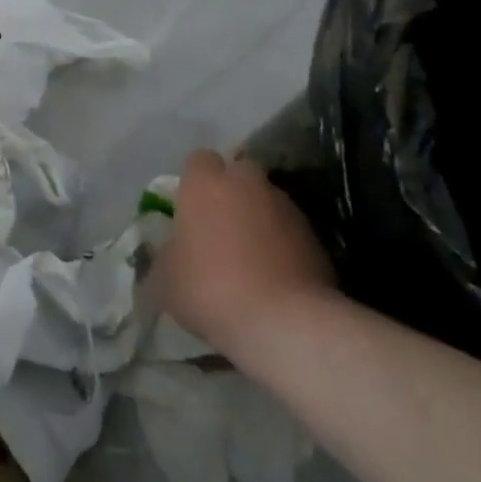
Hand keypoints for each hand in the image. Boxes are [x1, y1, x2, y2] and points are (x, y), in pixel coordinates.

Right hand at [156, 149, 336, 355]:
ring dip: (258, 218)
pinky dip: (282, 244)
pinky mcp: (315, 236)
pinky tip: (274, 276)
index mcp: (206, 182)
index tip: (189, 207)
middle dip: (231, 192)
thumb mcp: (165, 278)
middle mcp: (247, 183)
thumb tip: (173, 253)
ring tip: (251, 256)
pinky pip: (289, 230)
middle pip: (238, 172)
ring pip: (267, 200)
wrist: (284, 321)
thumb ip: (166, 255)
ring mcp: (286, 207)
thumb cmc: (210, 288)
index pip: (198, 160)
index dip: (193, 181)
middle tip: (220, 226)